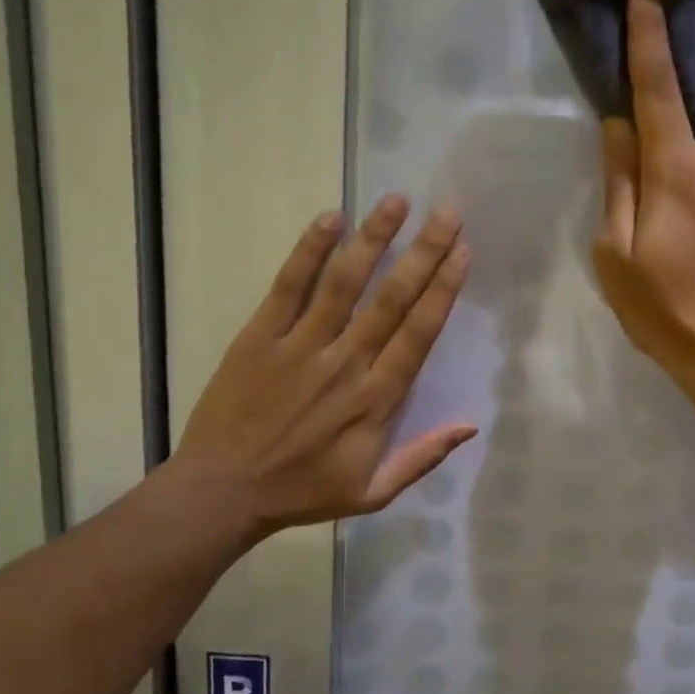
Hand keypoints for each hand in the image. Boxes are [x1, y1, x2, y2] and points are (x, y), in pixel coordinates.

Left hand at [172, 196, 473, 538]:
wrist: (223, 493)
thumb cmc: (302, 492)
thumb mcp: (373, 492)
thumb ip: (423, 457)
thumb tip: (471, 425)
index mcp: (376, 400)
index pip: (419, 333)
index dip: (443, 289)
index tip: (462, 251)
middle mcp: (345, 363)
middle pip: (391, 298)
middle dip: (423, 251)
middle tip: (447, 211)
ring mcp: (300, 346)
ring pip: (344, 282)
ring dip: (373, 239)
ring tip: (396, 201)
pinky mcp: (259, 337)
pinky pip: (288, 286)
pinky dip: (309, 251)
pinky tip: (331, 218)